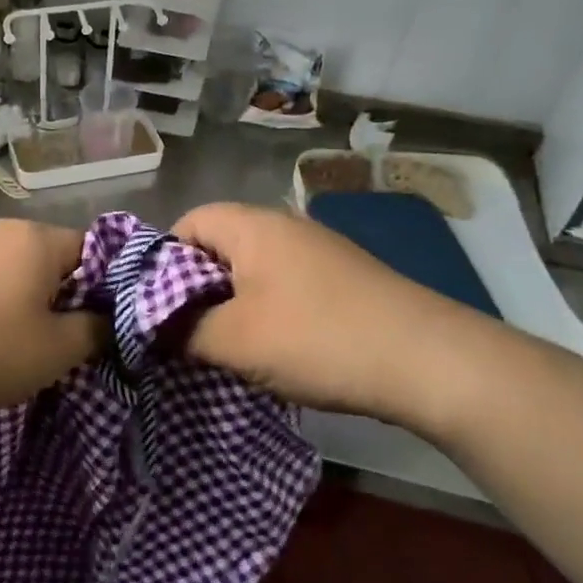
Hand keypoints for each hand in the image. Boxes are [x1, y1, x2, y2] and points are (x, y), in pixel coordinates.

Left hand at [0, 219, 101, 415]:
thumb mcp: (51, 354)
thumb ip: (92, 332)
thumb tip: (105, 320)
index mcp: (37, 240)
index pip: (90, 251)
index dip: (98, 287)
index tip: (88, 324)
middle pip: (44, 257)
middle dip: (51, 293)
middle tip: (43, 338)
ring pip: (2, 264)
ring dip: (9, 293)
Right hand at [171, 202, 492, 432]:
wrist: (428, 361)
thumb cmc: (318, 338)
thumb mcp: (235, 341)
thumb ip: (181, 331)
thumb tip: (153, 328)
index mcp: (253, 225)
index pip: (187, 222)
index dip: (161, 261)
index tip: (153, 306)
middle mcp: (285, 226)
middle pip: (219, 245)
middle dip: (194, 288)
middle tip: (184, 332)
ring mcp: (319, 251)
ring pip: (252, 269)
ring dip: (231, 304)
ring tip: (225, 346)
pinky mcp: (344, 279)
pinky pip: (284, 286)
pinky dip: (266, 311)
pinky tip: (273, 348)